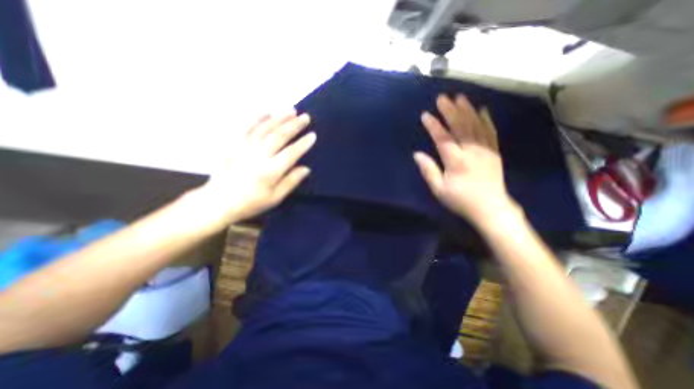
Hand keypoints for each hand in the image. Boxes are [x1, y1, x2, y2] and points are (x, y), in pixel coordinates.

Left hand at [184, 110, 314, 230]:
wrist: (218, 202)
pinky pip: (245, 127)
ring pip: (264, 128)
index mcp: (269, 172)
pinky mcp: (232, 144)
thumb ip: (291, 182)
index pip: (290, 153)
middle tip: (305, 117)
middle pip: (279, 136)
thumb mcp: (275, 198)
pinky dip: (257, 118)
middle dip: (294, 125)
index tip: (313, 135)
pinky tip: (267, 113)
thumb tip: (306, 168)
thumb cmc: (251, 202)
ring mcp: (243, 148)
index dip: (303, 144)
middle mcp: (258, 156)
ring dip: (279, 118)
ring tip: (291, 111)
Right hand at [411, 95, 520, 225]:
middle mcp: (472, 151)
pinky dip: (486, 119)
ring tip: (459, 97)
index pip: (443, 138)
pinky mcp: (494, 152)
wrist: (490, 208)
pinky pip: (490, 132)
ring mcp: (485, 150)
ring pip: (476, 125)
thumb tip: (417, 154)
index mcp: (456, 161)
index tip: (425, 115)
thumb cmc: (461, 200)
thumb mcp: (439, 190)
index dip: (434, 126)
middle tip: (442, 97)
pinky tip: (481, 109)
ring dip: (467, 110)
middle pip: (461, 127)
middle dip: (450, 111)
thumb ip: (429, 170)